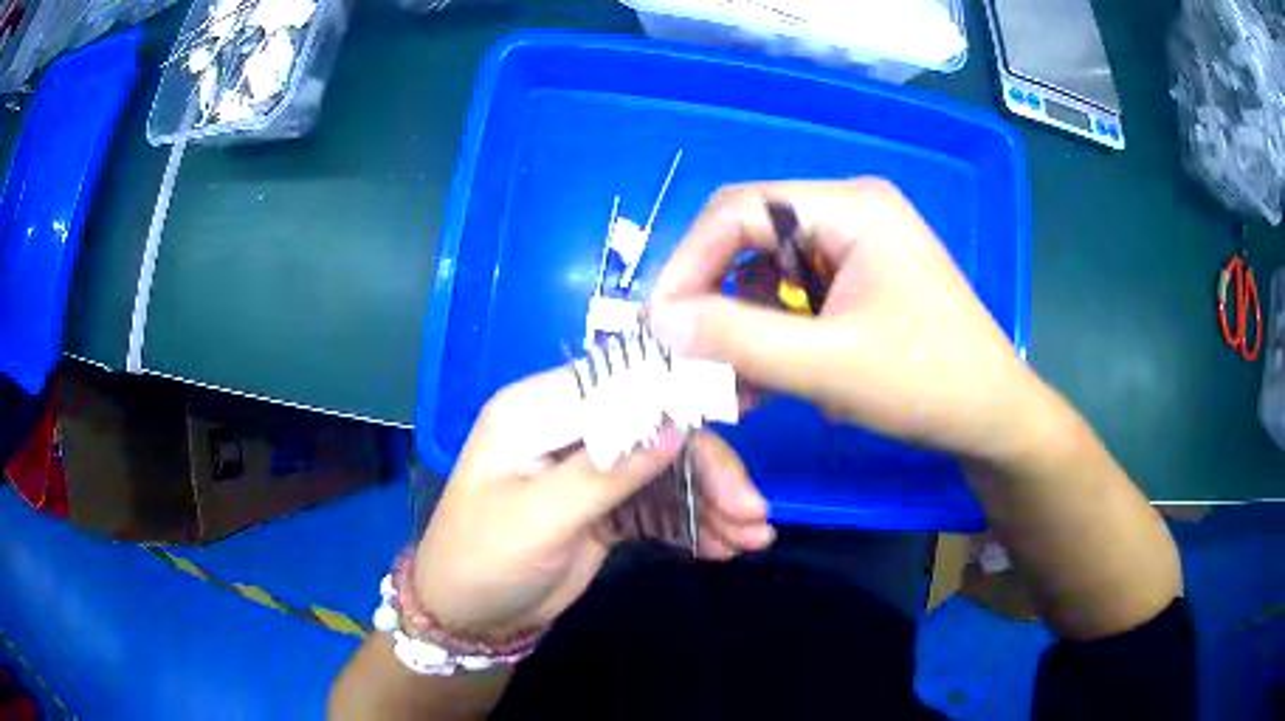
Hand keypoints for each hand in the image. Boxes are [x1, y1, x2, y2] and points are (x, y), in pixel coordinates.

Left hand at [413, 369, 774, 639]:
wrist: (468, 618)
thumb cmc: (484, 559)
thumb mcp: (541, 517)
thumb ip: (608, 472)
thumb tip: (678, 426)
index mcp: (538, 410)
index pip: (622, 384)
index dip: (682, 398)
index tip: (738, 425)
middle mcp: (569, 430)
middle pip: (656, 431)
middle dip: (708, 472)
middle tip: (753, 514)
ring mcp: (590, 470)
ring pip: (666, 471)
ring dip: (711, 503)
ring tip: (753, 540)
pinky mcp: (605, 507)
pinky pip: (658, 507)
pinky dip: (692, 525)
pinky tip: (722, 548)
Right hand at [649, 178, 1040, 462]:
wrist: (992, 418)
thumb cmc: (926, 384)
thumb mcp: (828, 366)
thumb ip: (737, 339)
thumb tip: (658, 320)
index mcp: (851, 207)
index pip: (741, 210)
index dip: (689, 261)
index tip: (657, 321)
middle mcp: (849, 212)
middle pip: (751, 237)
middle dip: (711, 296)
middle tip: (680, 350)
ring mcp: (854, 248)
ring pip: (767, 274)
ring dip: (738, 327)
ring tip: (721, 383)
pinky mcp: (856, 283)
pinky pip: (793, 299)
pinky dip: (768, 338)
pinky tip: (755, 383)